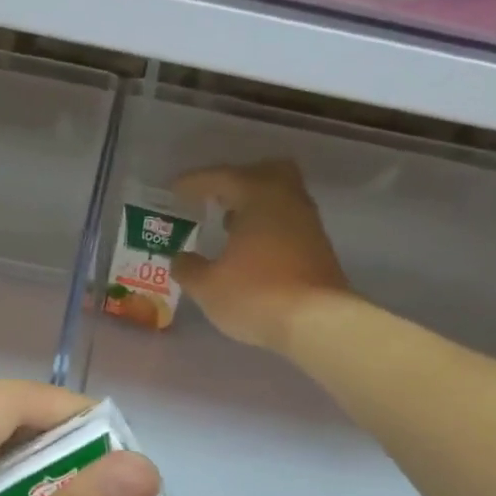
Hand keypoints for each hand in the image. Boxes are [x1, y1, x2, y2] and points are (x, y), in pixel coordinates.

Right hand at [173, 160, 351, 353]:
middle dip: (237, 182)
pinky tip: (252, 252)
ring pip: (280, 199)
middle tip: (216, 198)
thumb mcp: (208, 287)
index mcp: (257, 195)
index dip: (195, 182)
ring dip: (254, 208)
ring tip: (230, 228)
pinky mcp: (319, 248)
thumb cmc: (256, 294)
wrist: (318, 322)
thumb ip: (189, 269)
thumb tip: (181, 259)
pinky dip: (268, 228)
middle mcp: (287, 199)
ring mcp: (308, 223)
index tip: (175, 190)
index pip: (221, 177)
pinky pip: (288, 224)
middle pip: (264, 173)